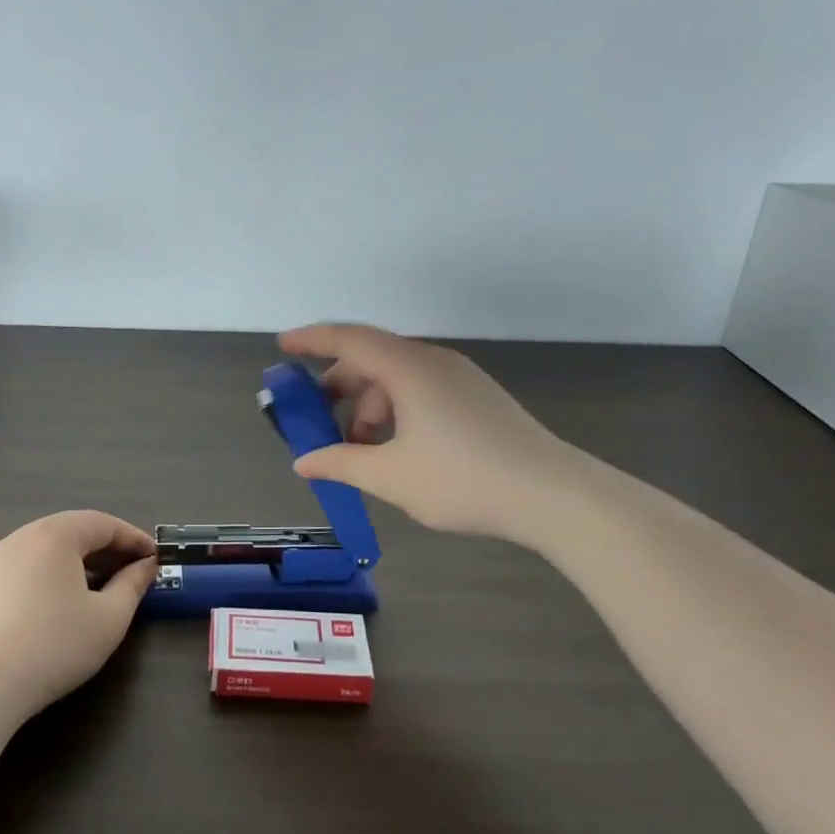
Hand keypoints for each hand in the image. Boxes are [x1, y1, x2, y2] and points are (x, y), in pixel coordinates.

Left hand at [0, 511, 157, 721]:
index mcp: (55, 535)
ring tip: (98, 586)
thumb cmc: (55, 645)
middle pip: (73, 531)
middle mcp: (22, 537)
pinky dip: (50, 574)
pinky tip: (58, 604)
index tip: (155, 557)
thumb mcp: (109, 618)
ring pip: (46, 549)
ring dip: (77, 561)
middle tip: (131, 570)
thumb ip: (132, 585)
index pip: (104, 523)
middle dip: (106, 548)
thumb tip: (146, 567)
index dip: (133, 538)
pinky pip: (25, 567)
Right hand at [278, 324, 585, 541]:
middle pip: (371, 358)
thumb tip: (304, 462)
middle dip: (337, 385)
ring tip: (357, 446)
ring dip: (368, 404)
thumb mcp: (391, 476)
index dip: (311, 340)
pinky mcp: (476, 397)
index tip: (282, 347)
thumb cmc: (463, 479)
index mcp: (408, 368)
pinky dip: (395, 409)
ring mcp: (459, 378)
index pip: (349, 339)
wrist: (552, 495)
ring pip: (397, 377)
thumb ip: (341, 463)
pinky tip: (394, 447)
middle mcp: (432, 362)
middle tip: (314, 416)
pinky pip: (420, 389)